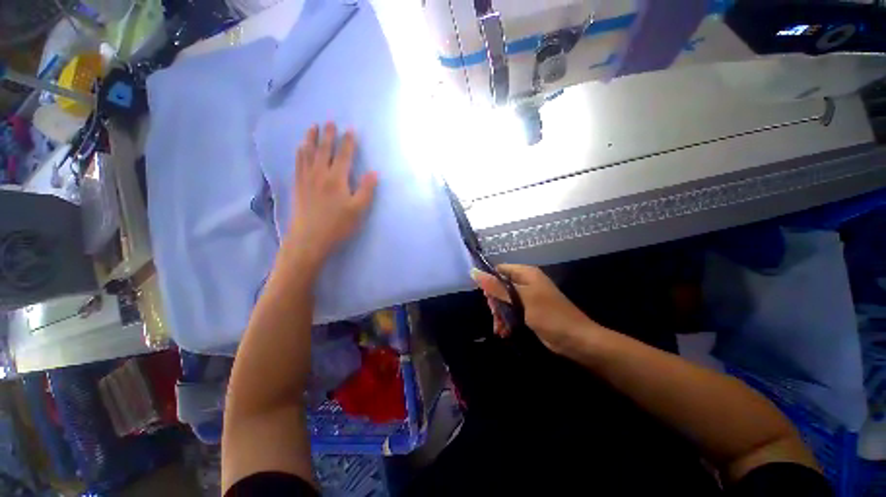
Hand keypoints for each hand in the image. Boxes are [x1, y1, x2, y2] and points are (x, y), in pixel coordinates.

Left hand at [286, 122, 377, 263]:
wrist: (309, 239)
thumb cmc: (338, 225)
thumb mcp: (358, 210)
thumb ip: (366, 190)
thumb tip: (374, 172)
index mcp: (337, 179)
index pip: (344, 155)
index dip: (348, 142)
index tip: (350, 129)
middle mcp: (320, 174)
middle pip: (324, 150)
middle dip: (328, 135)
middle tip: (329, 121)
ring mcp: (306, 179)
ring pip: (308, 153)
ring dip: (311, 138)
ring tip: (312, 127)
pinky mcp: (298, 186)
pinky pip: (298, 163)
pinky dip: (299, 152)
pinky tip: (300, 148)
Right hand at [472, 264, 601, 354]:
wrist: (577, 341)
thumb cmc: (550, 316)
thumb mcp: (521, 300)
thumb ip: (498, 287)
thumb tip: (474, 272)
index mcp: (526, 274)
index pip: (499, 270)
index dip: (490, 281)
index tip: (487, 297)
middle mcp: (526, 283)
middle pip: (500, 286)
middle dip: (495, 303)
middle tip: (495, 316)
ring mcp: (528, 298)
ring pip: (504, 301)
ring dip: (500, 314)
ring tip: (499, 329)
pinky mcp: (529, 311)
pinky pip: (511, 311)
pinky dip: (506, 321)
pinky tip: (504, 332)